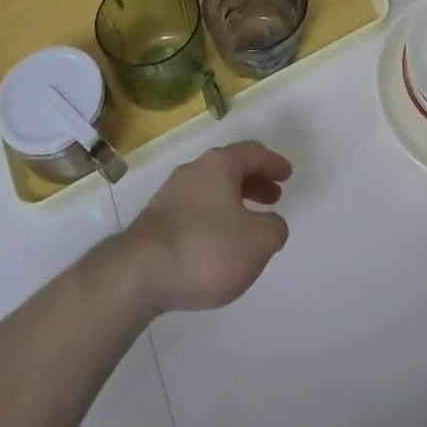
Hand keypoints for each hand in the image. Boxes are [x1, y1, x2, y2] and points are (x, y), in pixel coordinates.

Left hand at [122, 141, 292, 313]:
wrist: (138, 274)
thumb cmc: (206, 249)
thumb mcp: (257, 242)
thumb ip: (274, 229)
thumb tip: (271, 224)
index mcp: (220, 164)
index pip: (253, 152)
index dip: (273, 163)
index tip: (287, 175)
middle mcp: (194, 170)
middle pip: (231, 168)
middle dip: (254, 182)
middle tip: (273, 198)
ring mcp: (170, 195)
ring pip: (211, 189)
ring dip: (233, 202)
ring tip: (246, 226)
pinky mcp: (155, 222)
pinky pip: (194, 210)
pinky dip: (213, 219)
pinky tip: (216, 245)